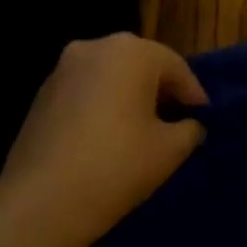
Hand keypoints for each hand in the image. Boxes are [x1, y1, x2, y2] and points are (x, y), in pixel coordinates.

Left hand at [0, 33, 207, 246]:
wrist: (42, 199)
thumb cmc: (116, 166)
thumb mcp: (169, 151)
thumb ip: (190, 130)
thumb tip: (191, 125)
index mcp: (132, 51)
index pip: (176, 67)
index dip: (194, 95)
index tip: (204, 120)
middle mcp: (96, 46)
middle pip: (141, 64)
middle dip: (161, 91)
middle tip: (176, 122)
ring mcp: (64, 67)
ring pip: (110, 75)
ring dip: (129, 95)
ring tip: (142, 130)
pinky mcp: (43, 91)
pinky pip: (85, 89)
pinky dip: (101, 103)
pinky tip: (107, 135)